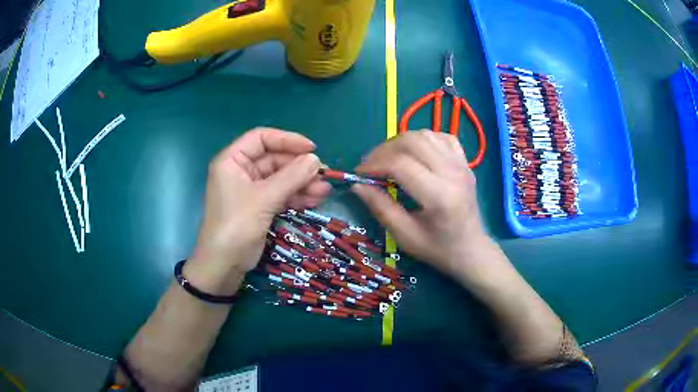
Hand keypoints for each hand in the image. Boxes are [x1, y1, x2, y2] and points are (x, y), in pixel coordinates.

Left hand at [186, 128, 330, 294]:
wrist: (224, 264)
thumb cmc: (236, 225)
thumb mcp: (264, 198)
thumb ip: (291, 177)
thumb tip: (315, 160)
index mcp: (233, 160)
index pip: (261, 138)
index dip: (287, 140)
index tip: (311, 149)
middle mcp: (241, 171)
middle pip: (274, 159)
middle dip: (299, 167)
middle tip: (323, 174)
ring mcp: (251, 190)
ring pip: (281, 178)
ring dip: (302, 183)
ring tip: (324, 190)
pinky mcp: (260, 206)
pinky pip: (281, 194)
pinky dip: (297, 196)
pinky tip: (315, 199)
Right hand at [352, 131, 488, 277]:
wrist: (471, 250)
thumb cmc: (438, 248)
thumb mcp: (405, 236)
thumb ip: (381, 208)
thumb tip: (357, 184)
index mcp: (439, 196)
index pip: (400, 164)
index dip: (374, 165)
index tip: (359, 174)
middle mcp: (453, 173)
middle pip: (412, 141)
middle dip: (384, 149)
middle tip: (370, 165)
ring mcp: (461, 164)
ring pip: (425, 135)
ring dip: (401, 142)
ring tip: (388, 158)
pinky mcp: (465, 162)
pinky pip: (441, 137)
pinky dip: (423, 139)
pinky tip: (414, 153)